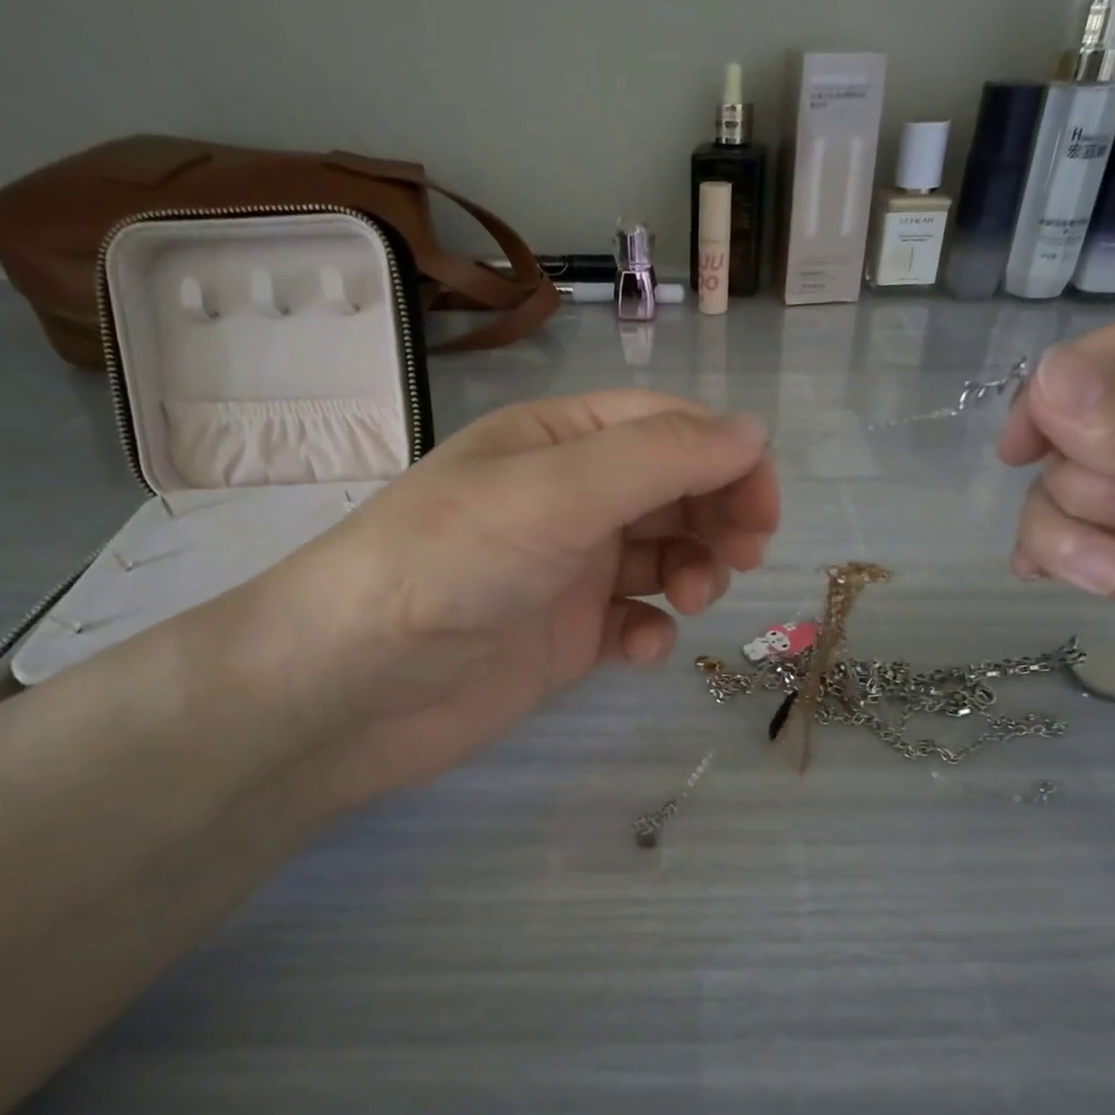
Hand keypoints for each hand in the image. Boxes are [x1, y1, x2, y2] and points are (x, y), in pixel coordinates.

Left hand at [239, 390, 777, 816]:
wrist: (352, 686)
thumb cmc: (450, 564)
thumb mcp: (557, 493)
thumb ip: (660, 459)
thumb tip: (752, 431)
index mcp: (562, 441)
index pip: (670, 428)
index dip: (727, 459)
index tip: (762, 512)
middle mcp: (569, 497)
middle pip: (675, 489)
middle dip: (717, 516)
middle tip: (740, 556)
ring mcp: (568, 569)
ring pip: (664, 554)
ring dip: (693, 572)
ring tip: (691, 601)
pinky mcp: (565, 634)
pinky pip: (633, 619)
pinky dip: (650, 631)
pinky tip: (638, 650)